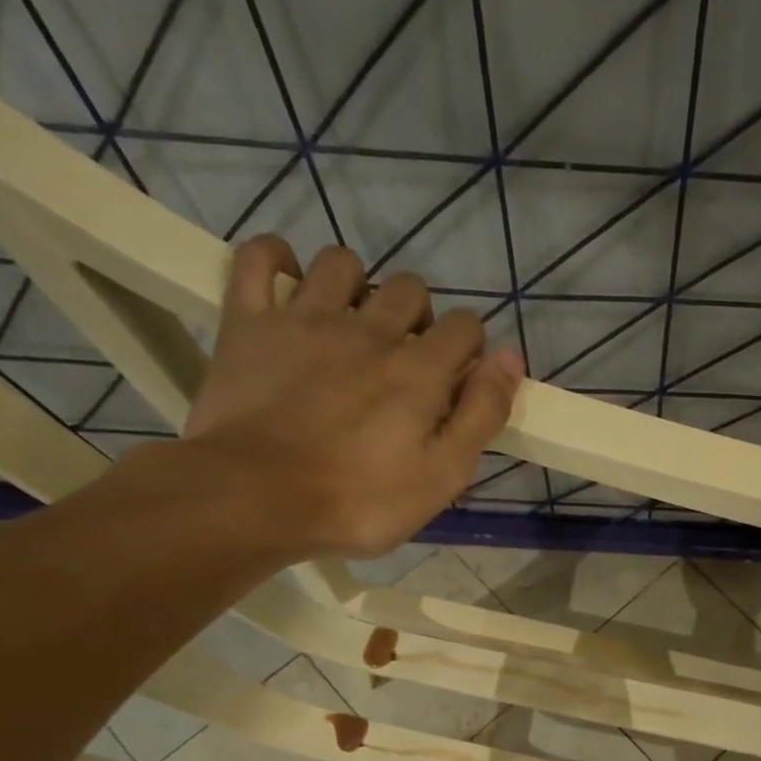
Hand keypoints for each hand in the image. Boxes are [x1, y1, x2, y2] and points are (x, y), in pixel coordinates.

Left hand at [180, 236, 524, 559]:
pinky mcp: (249, 323)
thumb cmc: (359, 501)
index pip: (466, 326)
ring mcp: (304, 319)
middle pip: (410, 289)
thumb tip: (511, 358)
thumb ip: (481, 414)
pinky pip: (258, 259)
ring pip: (342, 263)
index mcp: (419, 369)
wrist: (254, 499)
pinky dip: (275, 258)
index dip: (471, 349)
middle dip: (420, 318)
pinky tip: (288, 281)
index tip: (459, 381)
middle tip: (406, 362)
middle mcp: (368, 329)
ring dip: (358, 285)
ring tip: (352, 324)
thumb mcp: (442, 475)